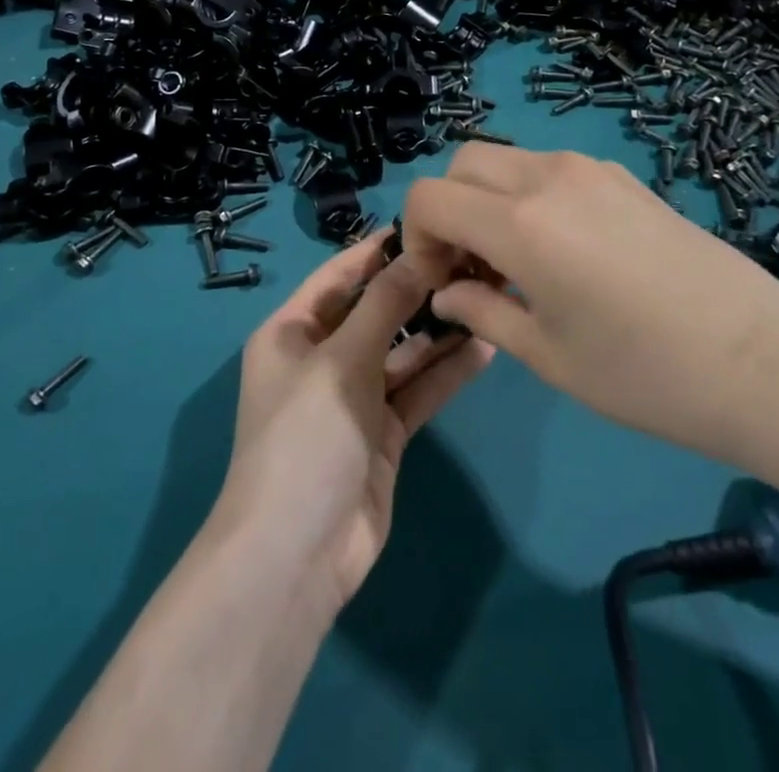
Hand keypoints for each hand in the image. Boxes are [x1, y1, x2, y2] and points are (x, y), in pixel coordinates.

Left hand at [211, 232, 493, 619]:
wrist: (297, 553)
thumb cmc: (305, 436)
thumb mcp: (342, 360)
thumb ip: (383, 305)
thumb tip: (419, 254)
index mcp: (292, 332)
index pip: (338, 276)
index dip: (377, 250)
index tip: (425, 224)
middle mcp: (321, 358)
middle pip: (374, 311)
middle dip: (416, 289)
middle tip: (470, 260)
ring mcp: (355, 397)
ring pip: (402, 351)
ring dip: (437, 329)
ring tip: (486, 295)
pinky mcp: (384, 433)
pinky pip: (417, 390)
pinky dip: (445, 371)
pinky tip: (484, 345)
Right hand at [403, 145, 778, 464]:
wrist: (764, 362)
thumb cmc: (646, 374)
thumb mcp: (548, 355)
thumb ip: (481, 312)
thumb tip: (446, 293)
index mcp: (521, 223)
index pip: (430, 197)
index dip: (415, 237)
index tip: (438, 281)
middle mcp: (548, 177)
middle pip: (463, 164)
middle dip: (447, 209)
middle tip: (468, 268)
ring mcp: (590, 169)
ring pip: (507, 161)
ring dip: (488, 200)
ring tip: (514, 262)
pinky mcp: (623, 176)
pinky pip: (550, 169)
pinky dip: (529, 196)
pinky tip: (562, 251)